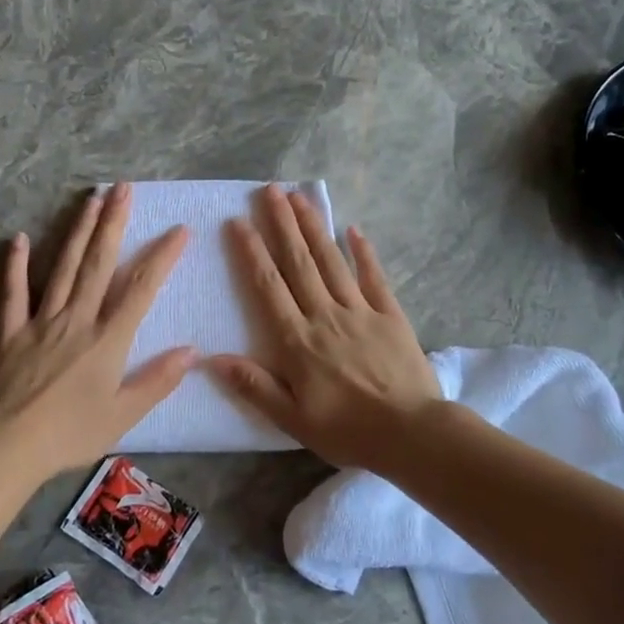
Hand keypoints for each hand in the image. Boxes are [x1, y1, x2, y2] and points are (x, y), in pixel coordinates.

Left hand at [0, 184, 192, 476]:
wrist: (5, 446)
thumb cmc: (68, 434)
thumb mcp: (122, 415)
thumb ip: (157, 381)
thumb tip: (192, 351)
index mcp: (107, 339)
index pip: (141, 289)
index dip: (161, 258)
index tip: (179, 230)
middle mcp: (77, 319)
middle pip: (99, 264)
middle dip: (113, 224)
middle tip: (122, 189)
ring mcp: (40, 320)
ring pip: (63, 267)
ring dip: (78, 231)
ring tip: (90, 199)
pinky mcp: (10, 330)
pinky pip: (13, 292)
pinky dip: (16, 265)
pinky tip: (20, 238)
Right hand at [209, 185, 439, 467]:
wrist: (412, 434)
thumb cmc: (348, 430)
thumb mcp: (293, 419)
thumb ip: (254, 386)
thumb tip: (211, 358)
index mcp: (298, 340)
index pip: (269, 286)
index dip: (252, 252)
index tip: (238, 222)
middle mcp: (325, 315)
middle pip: (299, 262)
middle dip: (282, 223)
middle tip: (270, 190)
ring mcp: (360, 311)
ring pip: (332, 261)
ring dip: (314, 227)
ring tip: (299, 198)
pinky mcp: (390, 314)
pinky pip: (374, 276)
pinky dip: (363, 252)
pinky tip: (353, 229)